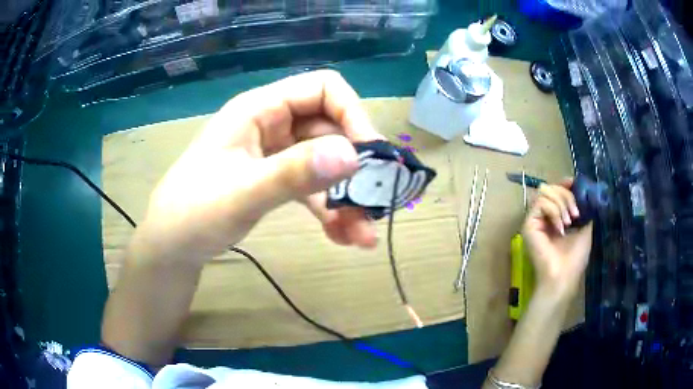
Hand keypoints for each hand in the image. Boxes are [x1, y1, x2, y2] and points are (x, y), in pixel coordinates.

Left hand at [135, 70, 382, 264]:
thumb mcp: (242, 193)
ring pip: (325, 164)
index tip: (371, 156)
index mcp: (259, 109)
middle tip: (373, 206)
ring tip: (362, 235)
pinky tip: (342, 236)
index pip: (323, 88)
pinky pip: (312, 187)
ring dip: (347, 197)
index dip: (353, 114)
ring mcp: (274, 153)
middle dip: (354, 168)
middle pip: (330, 130)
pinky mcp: (274, 179)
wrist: (171, 246)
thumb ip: (294, 173)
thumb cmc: (193, 213)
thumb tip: (353, 155)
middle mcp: (271, 124)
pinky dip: (329, 209)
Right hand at [522, 179, 592, 296]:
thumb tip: (585, 190)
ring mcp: (535, 219)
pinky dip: (554, 211)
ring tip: (569, 222)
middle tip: (575, 214)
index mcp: (556, 215)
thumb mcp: (585, 228)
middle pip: (551, 187)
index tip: (574, 183)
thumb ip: (583, 209)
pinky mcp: (528, 224)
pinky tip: (560, 228)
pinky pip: (541, 203)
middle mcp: (544, 215)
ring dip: (561, 203)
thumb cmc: (575, 257)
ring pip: (545, 192)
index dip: (565, 184)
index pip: (556, 190)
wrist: (563, 276)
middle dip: (566, 195)